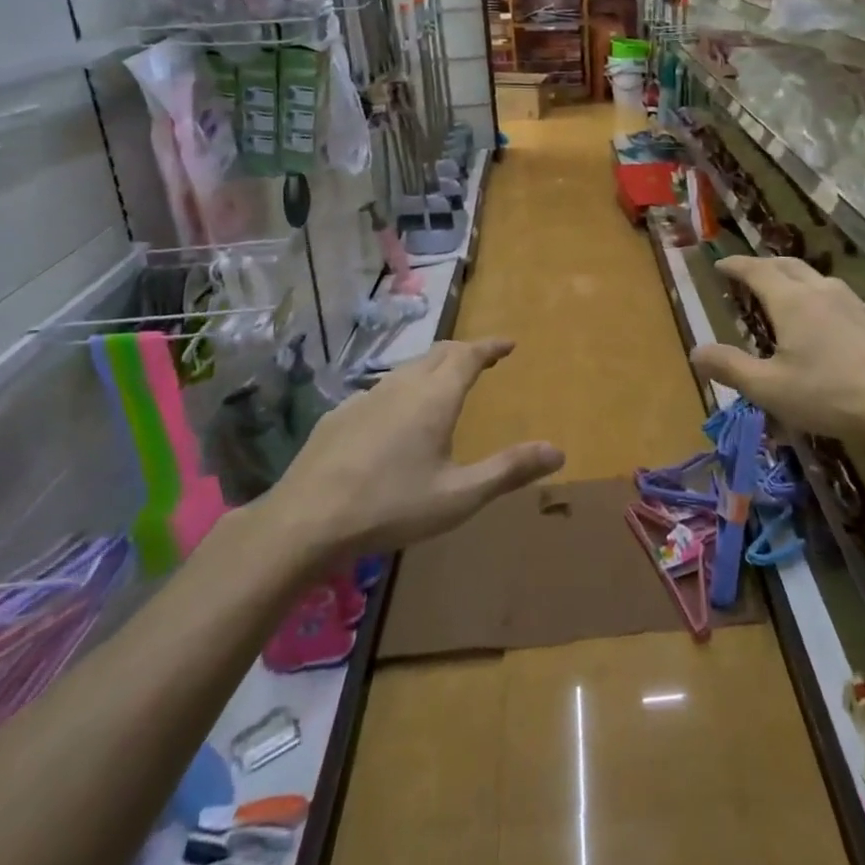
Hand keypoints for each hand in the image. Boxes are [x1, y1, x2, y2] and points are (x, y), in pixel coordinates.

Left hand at [260, 338, 564, 559]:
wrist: (306, 520)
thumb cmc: (392, 506)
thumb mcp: (460, 495)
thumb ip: (509, 470)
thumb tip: (557, 450)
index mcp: (435, 398)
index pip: (468, 356)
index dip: (490, 346)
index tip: (508, 343)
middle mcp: (401, 386)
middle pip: (438, 354)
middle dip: (464, 352)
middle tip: (483, 359)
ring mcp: (365, 397)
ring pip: (407, 370)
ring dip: (432, 368)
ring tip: (444, 382)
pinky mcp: (339, 414)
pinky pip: (380, 389)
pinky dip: (402, 389)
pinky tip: (395, 416)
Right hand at [690, 256, 864, 447]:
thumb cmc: (829, 394)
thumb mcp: (769, 388)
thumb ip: (729, 367)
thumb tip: (695, 351)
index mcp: (792, 301)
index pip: (756, 270)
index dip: (736, 265)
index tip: (720, 263)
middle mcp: (823, 292)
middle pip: (789, 266)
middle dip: (766, 265)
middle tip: (750, 272)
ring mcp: (856, 304)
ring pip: (820, 280)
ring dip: (798, 280)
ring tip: (790, 293)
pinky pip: (846, 301)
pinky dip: (828, 302)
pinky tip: (835, 321)